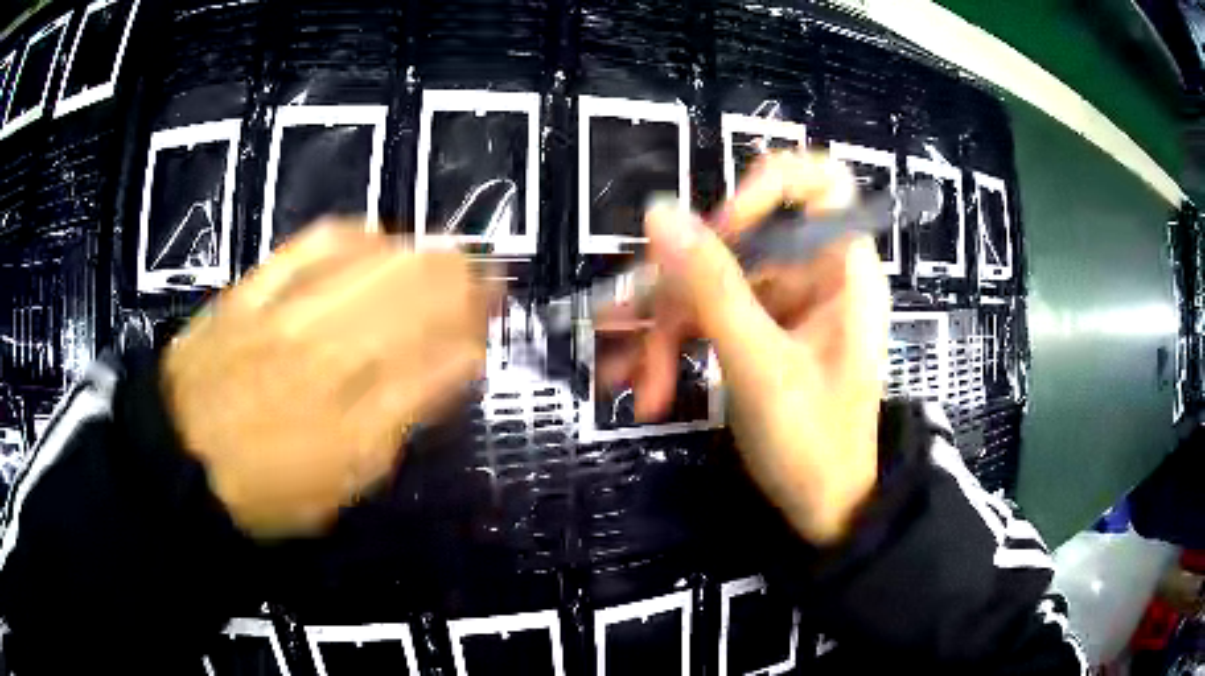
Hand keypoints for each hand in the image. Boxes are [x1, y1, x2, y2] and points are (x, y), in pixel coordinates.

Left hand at [163, 221, 494, 537]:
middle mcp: (327, 363)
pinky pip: (315, 245)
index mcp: (355, 430)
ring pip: (377, 265)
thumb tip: (445, 373)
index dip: (475, 341)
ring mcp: (287, 318)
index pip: (440, 366)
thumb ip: (397, 430)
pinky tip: (379, 237)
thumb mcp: (342, 487)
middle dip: (466, 284)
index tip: (489, 331)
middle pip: (416, 299)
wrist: (176, 457)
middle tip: (488, 279)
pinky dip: (359, 235)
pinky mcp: (253, 290)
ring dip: (426, 256)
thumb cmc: (264, 491)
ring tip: (447, 255)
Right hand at [599, 151, 889, 544]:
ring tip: (621, 376)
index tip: (721, 226)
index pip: (820, 184)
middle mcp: (814, 277)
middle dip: (680, 287)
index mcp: (842, 270)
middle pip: (740, 244)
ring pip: (712, 287)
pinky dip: (676, 351)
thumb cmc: (813, 442)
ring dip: (663, 330)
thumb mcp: (759, 365)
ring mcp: (784, 308)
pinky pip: (710, 322)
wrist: (824, 512)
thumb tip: (660, 213)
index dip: (768, 188)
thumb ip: (711, 286)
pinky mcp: (760, 336)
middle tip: (627, 321)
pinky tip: (643, 386)